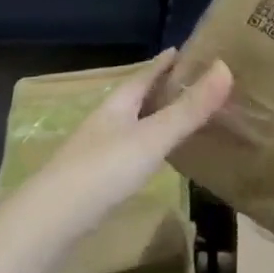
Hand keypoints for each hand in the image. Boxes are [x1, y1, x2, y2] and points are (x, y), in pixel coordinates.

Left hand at [28, 50, 232, 231]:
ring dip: (151, 118)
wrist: (48, 222)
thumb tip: (226, 67)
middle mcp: (105, 121)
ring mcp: (95, 151)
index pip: (144, 74)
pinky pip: (126, 151)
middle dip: (159, 88)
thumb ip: (189, 108)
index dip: (163, 62)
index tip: (181, 50)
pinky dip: (144, 146)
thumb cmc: (103, 170)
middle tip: (188, 82)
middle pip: (135, 98)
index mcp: (118, 104)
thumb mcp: (153, 137)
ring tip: (176, 118)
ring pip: (130, 125)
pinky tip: (151, 159)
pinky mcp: (92, 180)